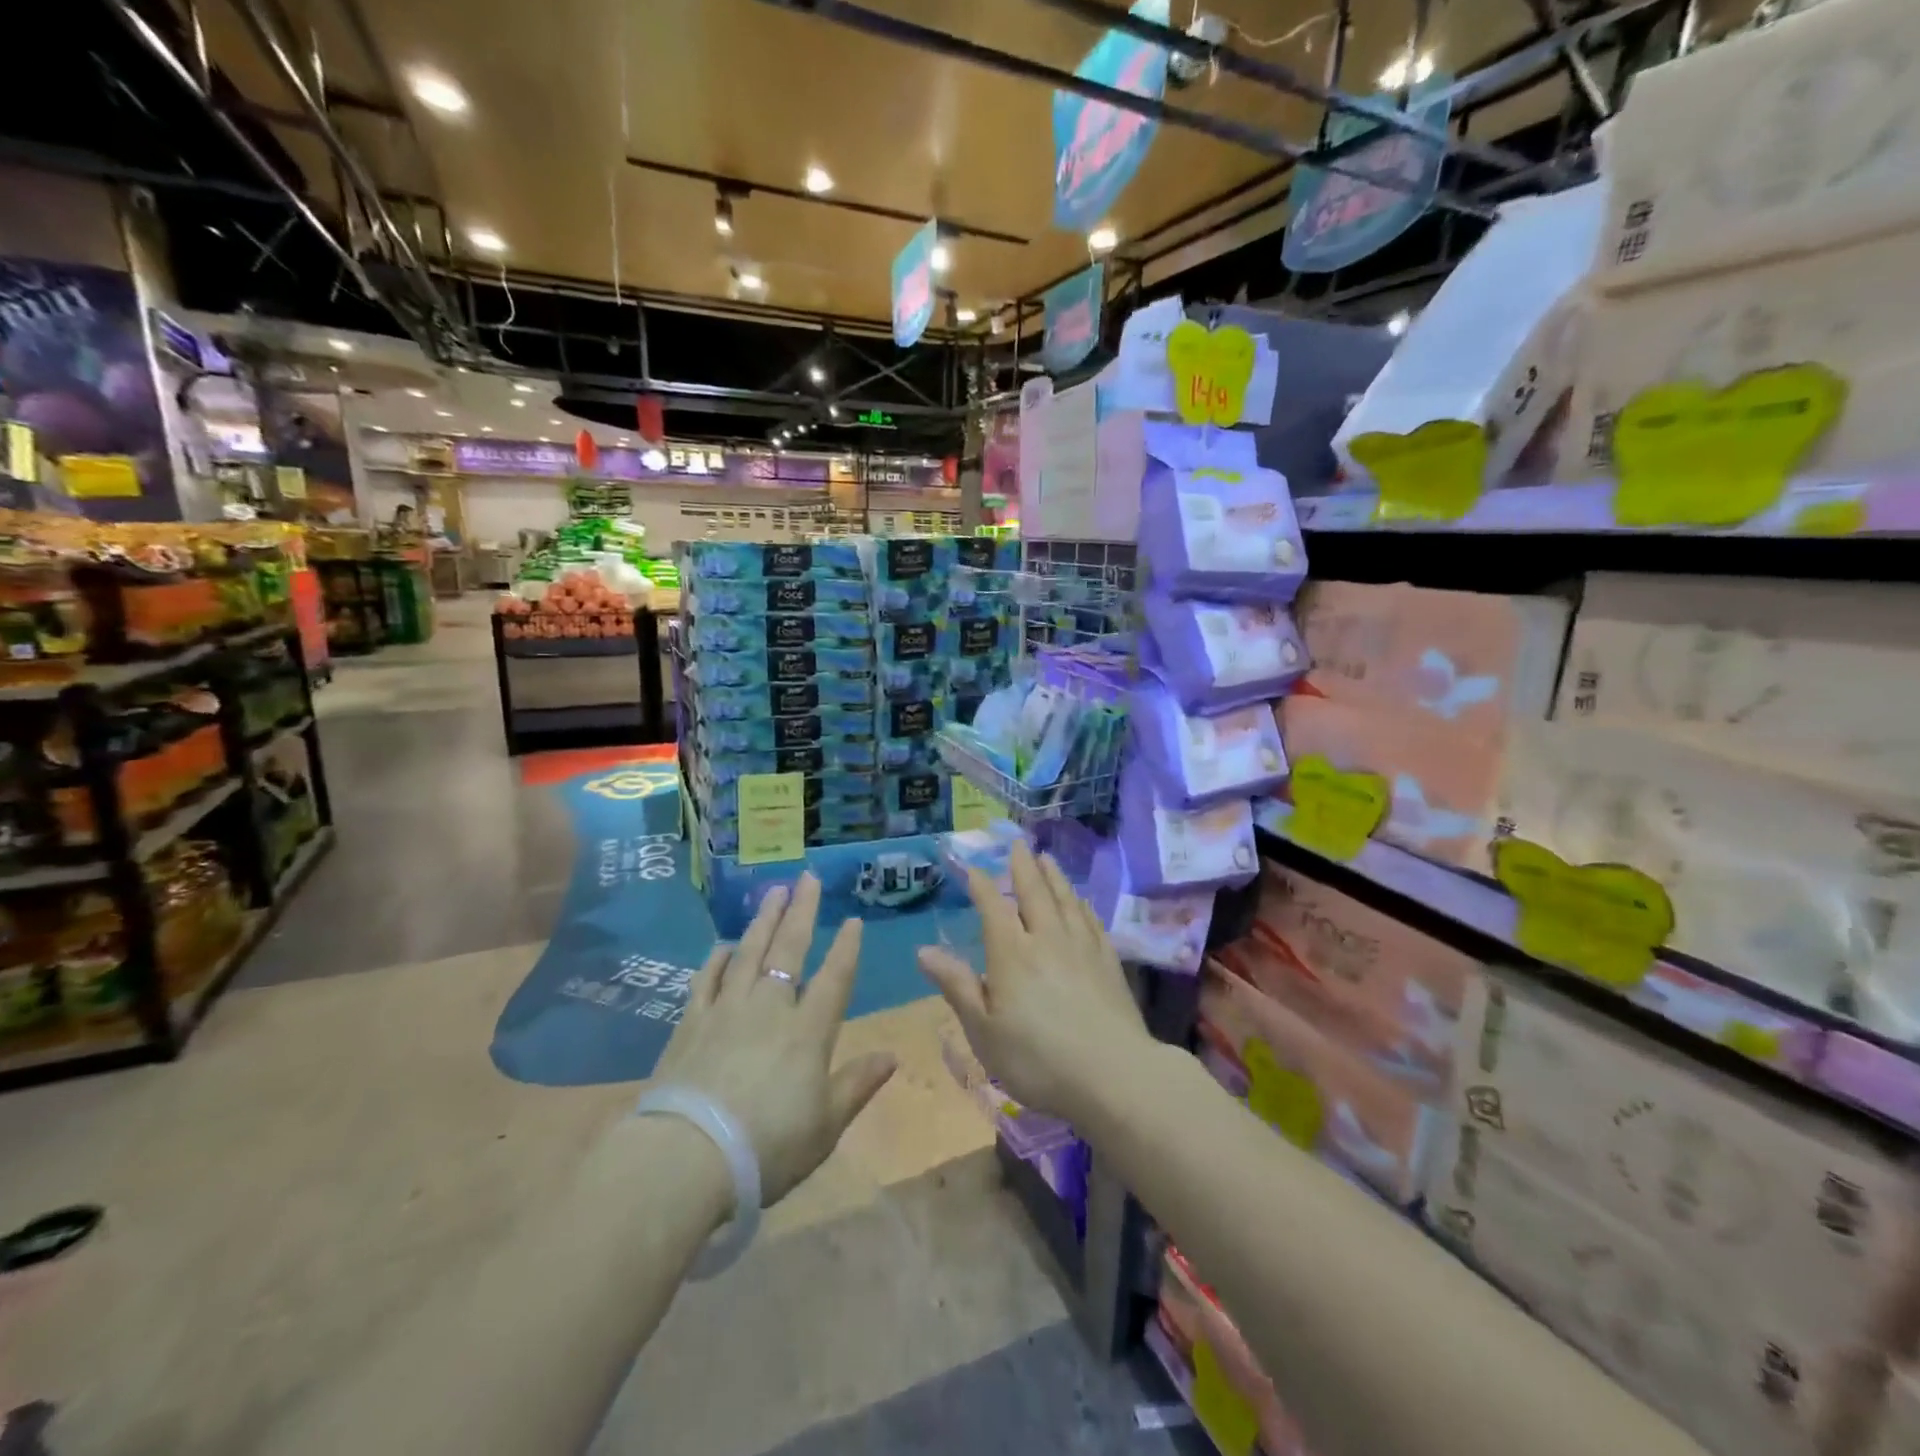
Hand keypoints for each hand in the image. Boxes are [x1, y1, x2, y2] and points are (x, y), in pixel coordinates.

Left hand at [651, 875, 896, 1205]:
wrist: (686, 1159)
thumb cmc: (767, 1148)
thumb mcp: (825, 1126)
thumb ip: (857, 1085)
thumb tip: (892, 1056)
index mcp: (808, 1031)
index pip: (834, 977)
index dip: (846, 947)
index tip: (852, 919)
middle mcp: (769, 1008)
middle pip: (788, 949)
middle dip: (801, 911)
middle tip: (807, 878)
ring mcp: (726, 1010)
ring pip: (748, 952)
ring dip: (763, 920)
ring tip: (773, 893)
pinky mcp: (690, 1023)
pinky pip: (706, 979)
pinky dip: (717, 959)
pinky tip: (722, 946)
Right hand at [917, 842, 1155, 1126]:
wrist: (1112, 1075)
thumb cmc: (1037, 1059)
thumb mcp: (983, 1030)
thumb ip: (956, 986)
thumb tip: (924, 951)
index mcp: (1011, 953)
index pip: (993, 907)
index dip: (981, 885)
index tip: (972, 867)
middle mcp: (1046, 938)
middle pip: (1034, 893)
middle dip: (1023, 867)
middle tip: (1019, 844)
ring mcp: (1082, 947)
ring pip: (1065, 900)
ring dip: (1054, 877)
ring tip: (1047, 858)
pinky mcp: (1108, 961)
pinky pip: (1092, 920)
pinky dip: (1082, 905)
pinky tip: (1082, 901)